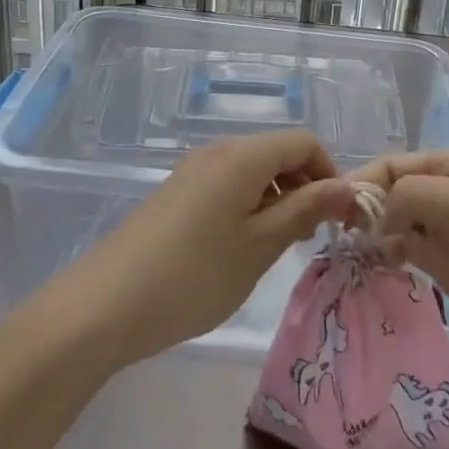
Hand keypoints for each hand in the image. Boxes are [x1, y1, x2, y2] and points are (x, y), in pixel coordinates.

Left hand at [61, 129, 359, 365]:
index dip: (329, 172)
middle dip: (304, 187)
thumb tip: (346, 187)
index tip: (336, 217)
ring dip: (277, 200)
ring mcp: (192, 171)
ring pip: (253, 171)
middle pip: (277, 152)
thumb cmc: (194, 275)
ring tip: (276, 248)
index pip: (303, 141)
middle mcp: (218, 151)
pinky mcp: (176, 194)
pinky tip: (239, 249)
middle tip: (309, 238)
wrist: (102, 306)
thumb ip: (306, 210)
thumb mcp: (260, 245)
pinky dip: (248, 207)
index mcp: (242, 155)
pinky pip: (227, 186)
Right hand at [355, 150, 448, 372]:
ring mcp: (443, 230)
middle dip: (364, 207)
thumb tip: (374, 217)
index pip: (393, 164)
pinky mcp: (443, 265)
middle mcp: (444, 192)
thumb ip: (408, 195)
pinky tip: (377, 266)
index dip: (363, 181)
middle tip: (339, 235)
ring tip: (351, 253)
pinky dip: (387, 254)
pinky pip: (404, 251)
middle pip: (390, 191)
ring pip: (393, 222)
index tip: (333, 209)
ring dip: (372, 233)